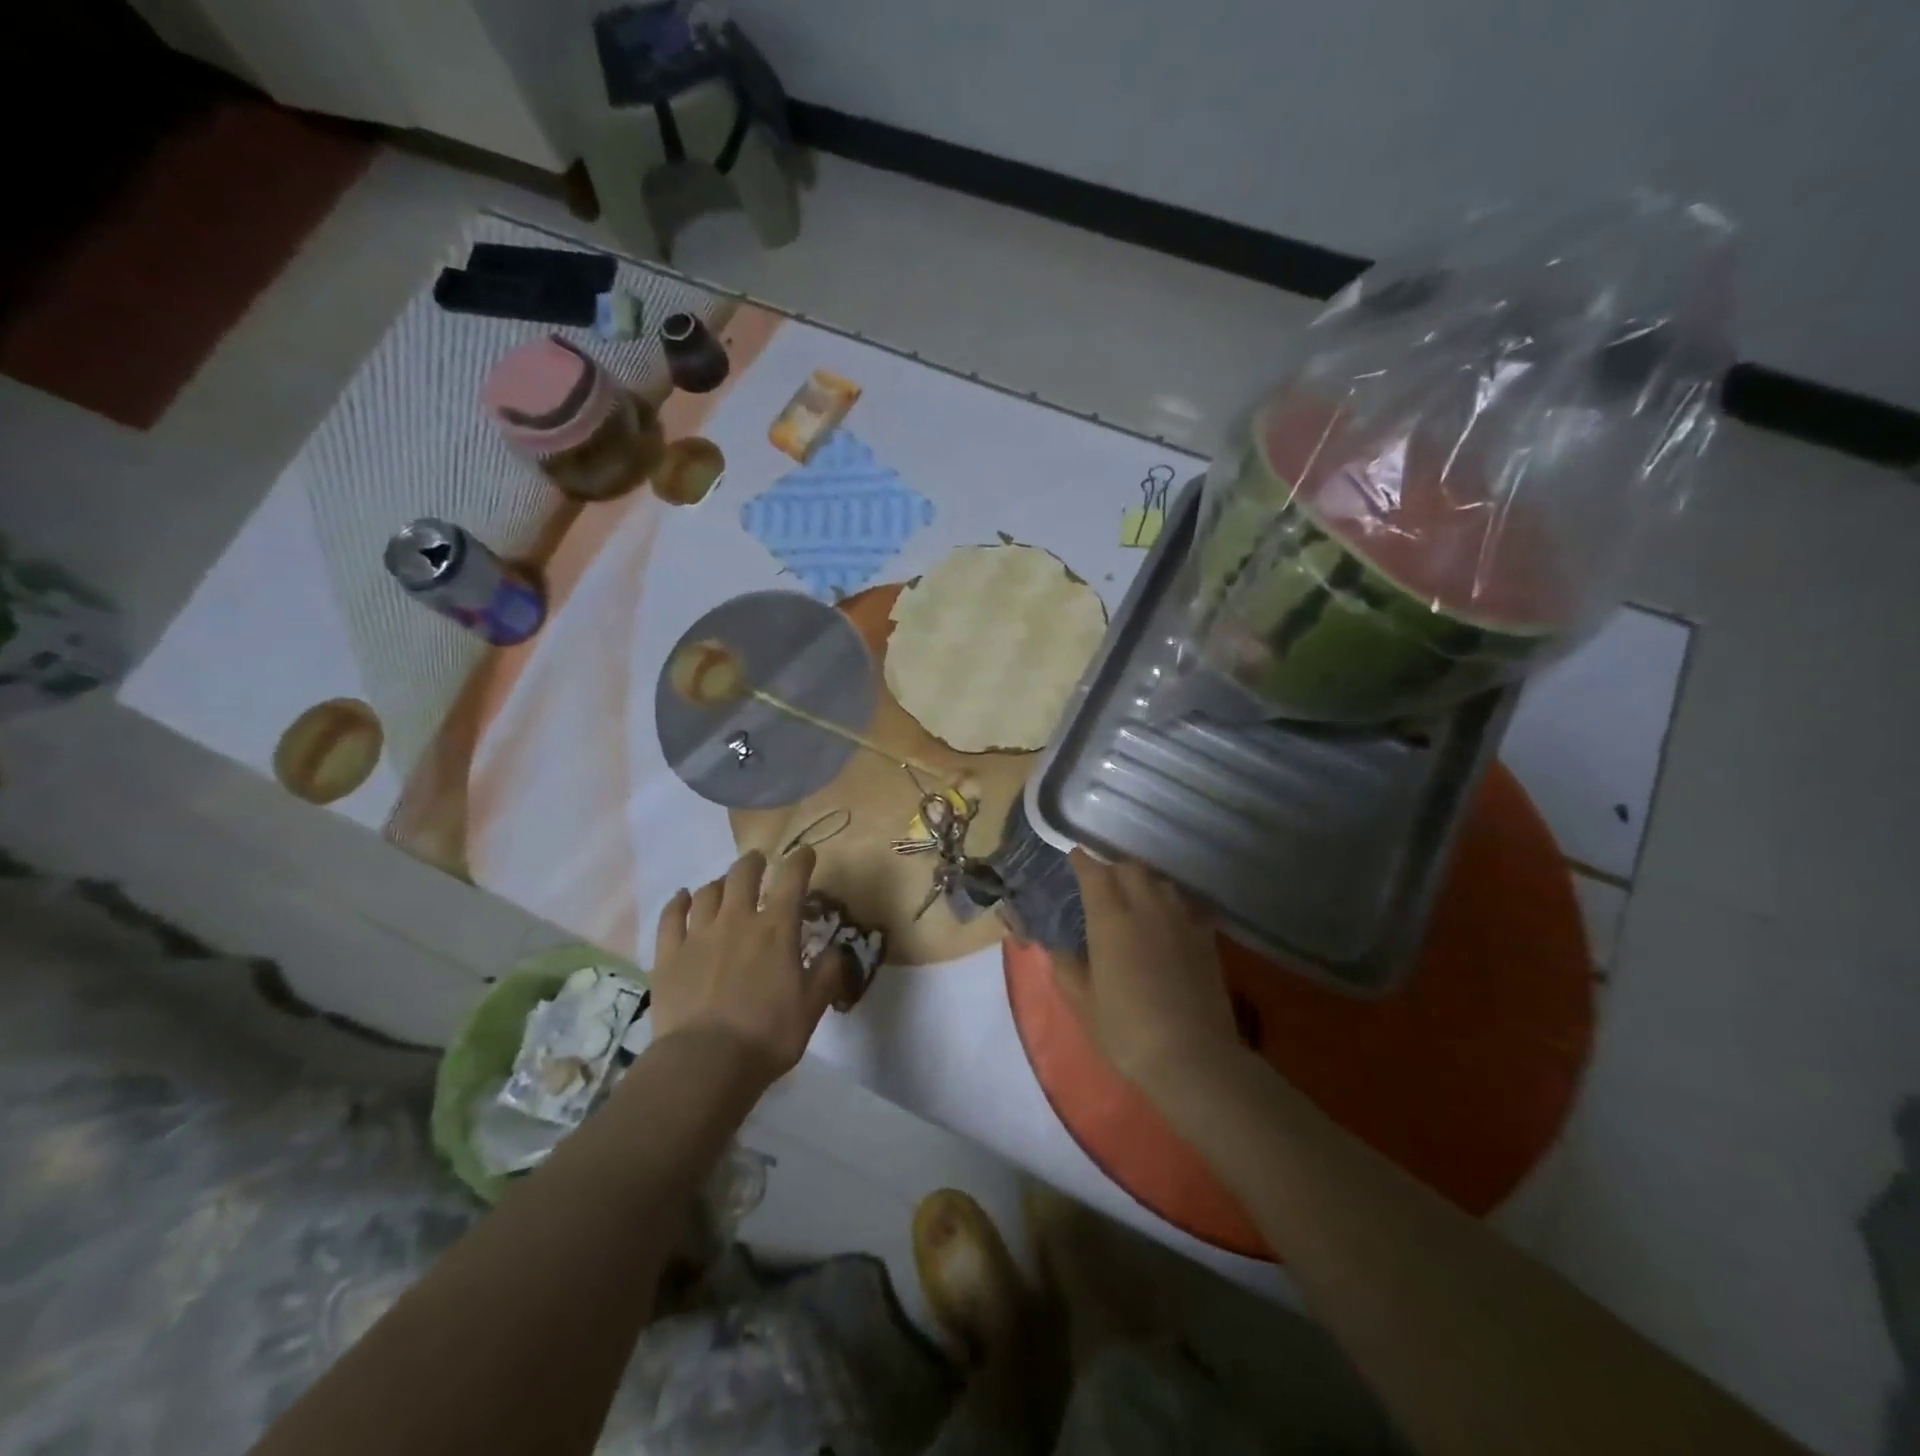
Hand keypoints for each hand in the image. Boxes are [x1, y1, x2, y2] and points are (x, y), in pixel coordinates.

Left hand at [651, 847, 849, 1087]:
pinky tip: (683, 899)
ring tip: (724, 887)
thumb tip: (838, 950)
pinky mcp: (668, 954)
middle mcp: (737, 920)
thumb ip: (828, 972)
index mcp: (776, 929)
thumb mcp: (812, 1007)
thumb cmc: (767, 1035)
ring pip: (708, 891)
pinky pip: (671, 916)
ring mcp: (698, 935)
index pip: (792, 878)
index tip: (805, 854)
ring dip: (720, 883)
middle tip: (759, 865)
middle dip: (754, 863)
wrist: (705, 1063)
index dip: (800, 860)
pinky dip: (679, 902)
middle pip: (743, 874)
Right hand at [1051, 852, 1241, 1097]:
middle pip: (1131, 869)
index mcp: (1110, 920)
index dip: (1083, 862)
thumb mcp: (1083, 1003)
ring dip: (1143, 882)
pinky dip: (1170, 903)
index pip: (1095, 875)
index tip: (1075, 856)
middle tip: (1102, 882)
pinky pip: (1185, 905)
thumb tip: (1058, 948)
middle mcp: (1146, 909)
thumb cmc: (1126, 1030)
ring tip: (1135, 896)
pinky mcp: (1206, 938)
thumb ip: (1067, 967)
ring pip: (1160, 883)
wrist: (1192, 1055)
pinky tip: (1167, 920)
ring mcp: (1180, 921)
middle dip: (1113, 869)